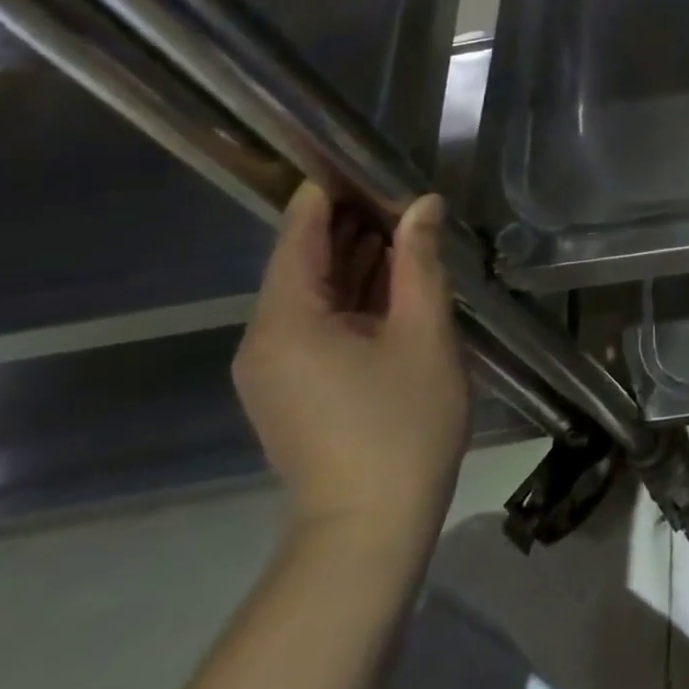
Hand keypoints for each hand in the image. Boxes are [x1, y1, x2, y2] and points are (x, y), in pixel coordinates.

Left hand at [233, 183, 468, 550]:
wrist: (370, 526)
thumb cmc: (403, 423)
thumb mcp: (425, 333)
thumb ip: (421, 263)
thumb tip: (423, 204)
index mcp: (286, 321)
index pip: (298, 235)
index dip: (328, 194)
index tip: (364, 163)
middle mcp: (263, 339)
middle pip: (302, 263)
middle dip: (351, 227)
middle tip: (405, 196)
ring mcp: (272, 369)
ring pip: (313, 296)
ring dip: (357, 263)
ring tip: (408, 231)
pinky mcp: (290, 390)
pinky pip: (316, 325)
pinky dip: (353, 299)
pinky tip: (394, 285)